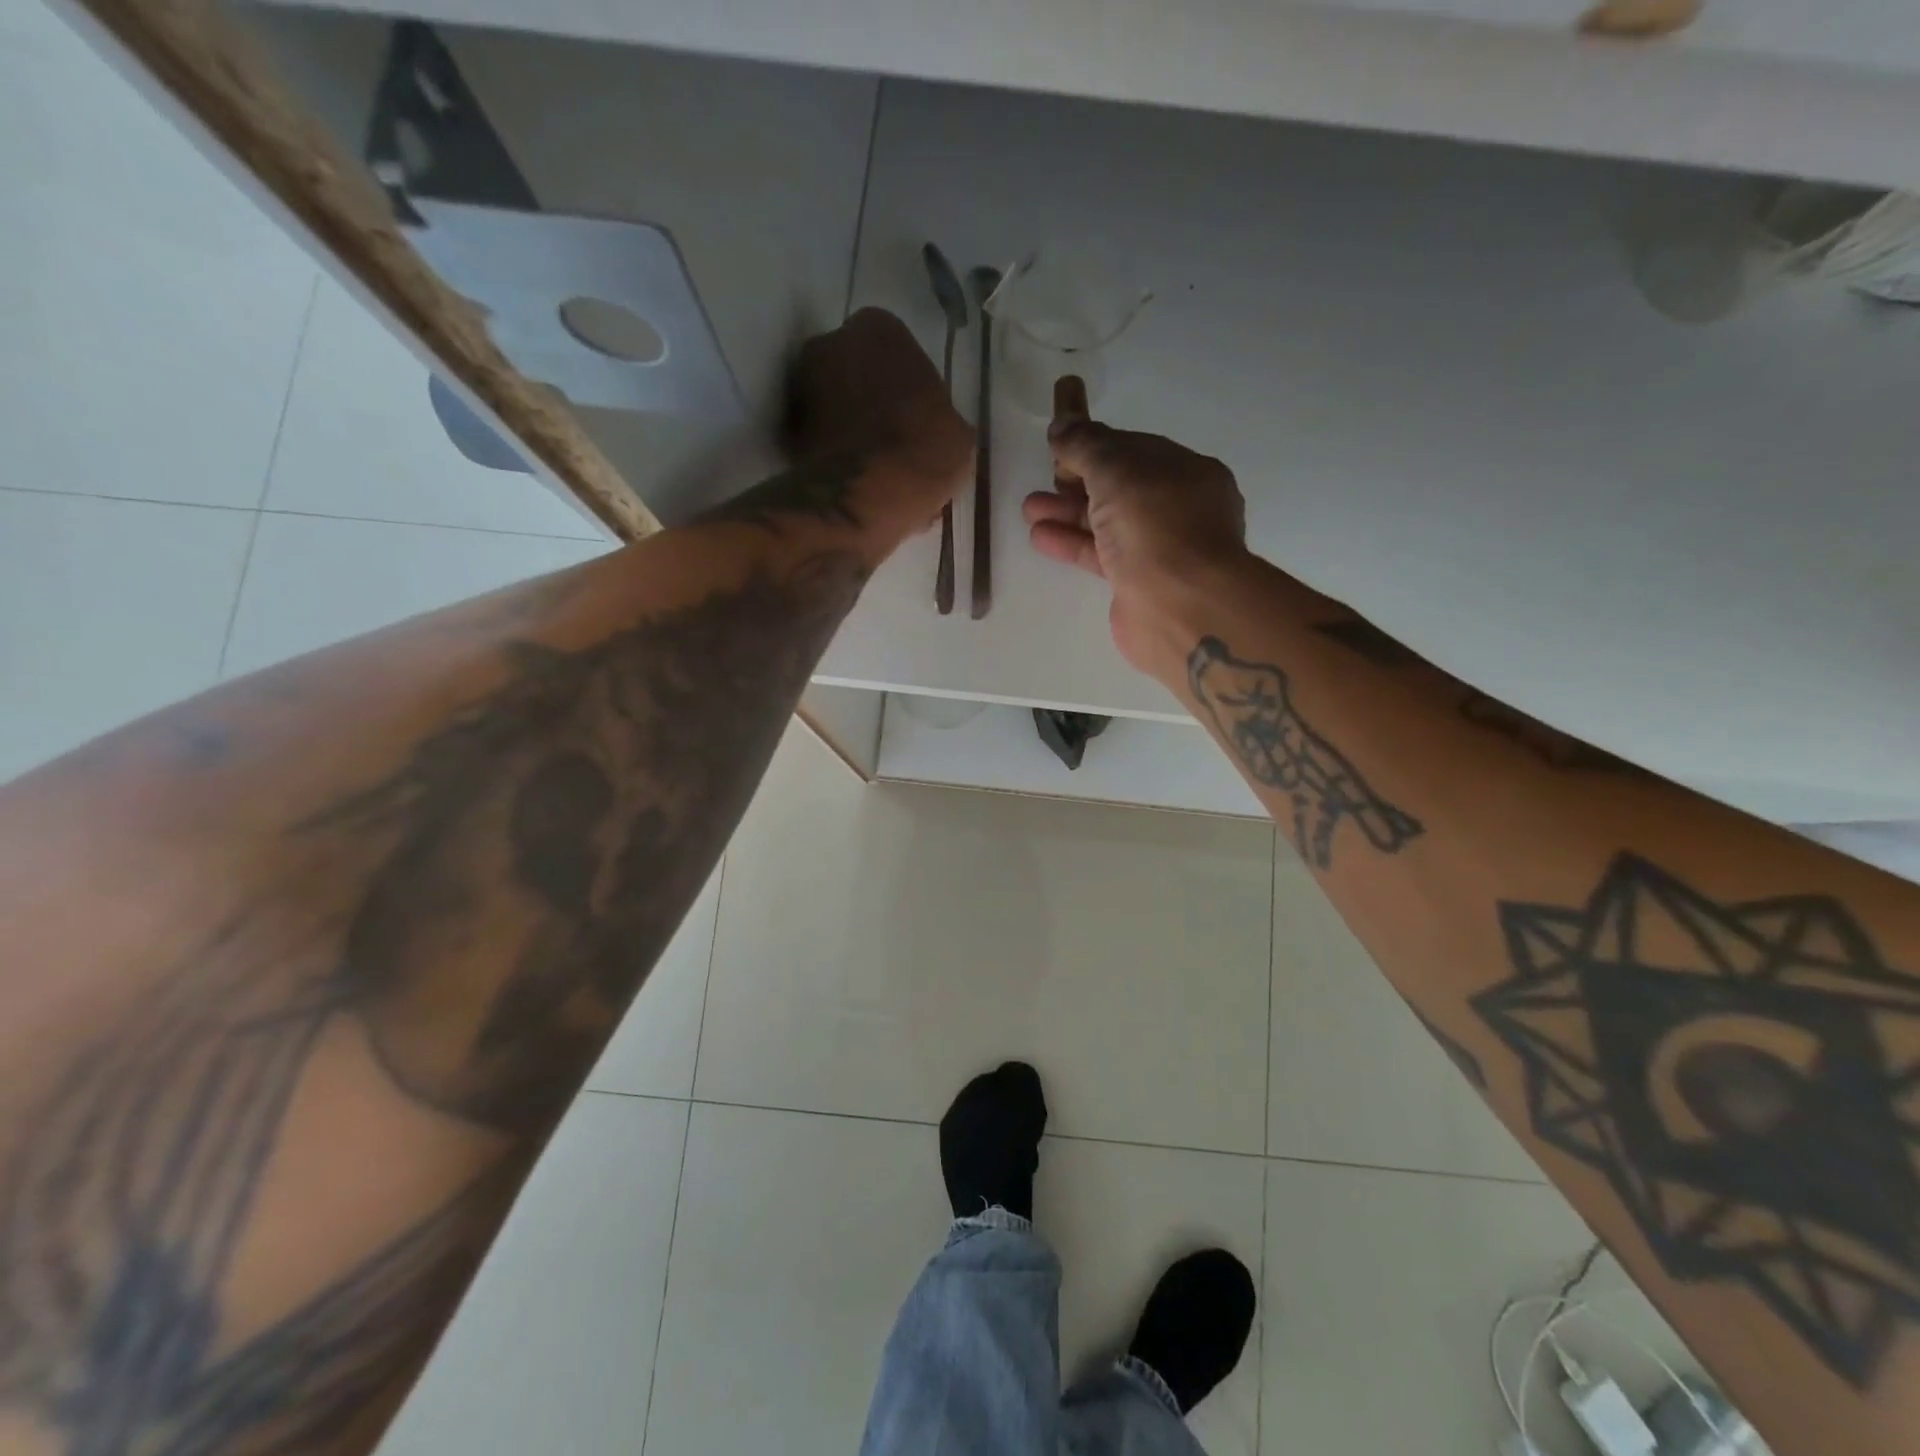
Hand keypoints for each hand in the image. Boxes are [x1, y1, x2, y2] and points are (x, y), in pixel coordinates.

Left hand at [788, 308, 973, 528]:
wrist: (860, 499)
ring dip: (853, 429)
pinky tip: (858, 484)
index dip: (909, 387)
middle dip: (874, 402)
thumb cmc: (919, 452)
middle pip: (859, 373)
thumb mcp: (958, 435)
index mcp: (879, 328)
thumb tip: (937, 429)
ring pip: (837, 406)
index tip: (919, 419)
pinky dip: (835, 456)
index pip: (897, 350)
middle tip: (896, 442)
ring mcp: (801, 387)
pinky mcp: (786, 432)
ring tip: (878, 470)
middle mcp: (831, 343)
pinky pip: (820, 440)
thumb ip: (941, 416)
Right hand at [1022, 390, 1247, 672]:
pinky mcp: (1139, 585)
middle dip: (1077, 482)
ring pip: (1108, 524)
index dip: (1095, 446)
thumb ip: (1086, 445)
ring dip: (1068, 514)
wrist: (1181, 608)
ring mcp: (1160, 550)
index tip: (1058, 449)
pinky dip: (1072, 544)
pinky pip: (1102, 556)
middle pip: (1120, 488)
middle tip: (1042, 480)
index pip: (1135, 450)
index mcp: (1186, 472)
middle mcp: (1178, 509)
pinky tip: (1040, 538)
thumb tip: (1061, 424)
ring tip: (1029, 509)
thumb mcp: (1117, 469)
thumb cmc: (1156, 525)